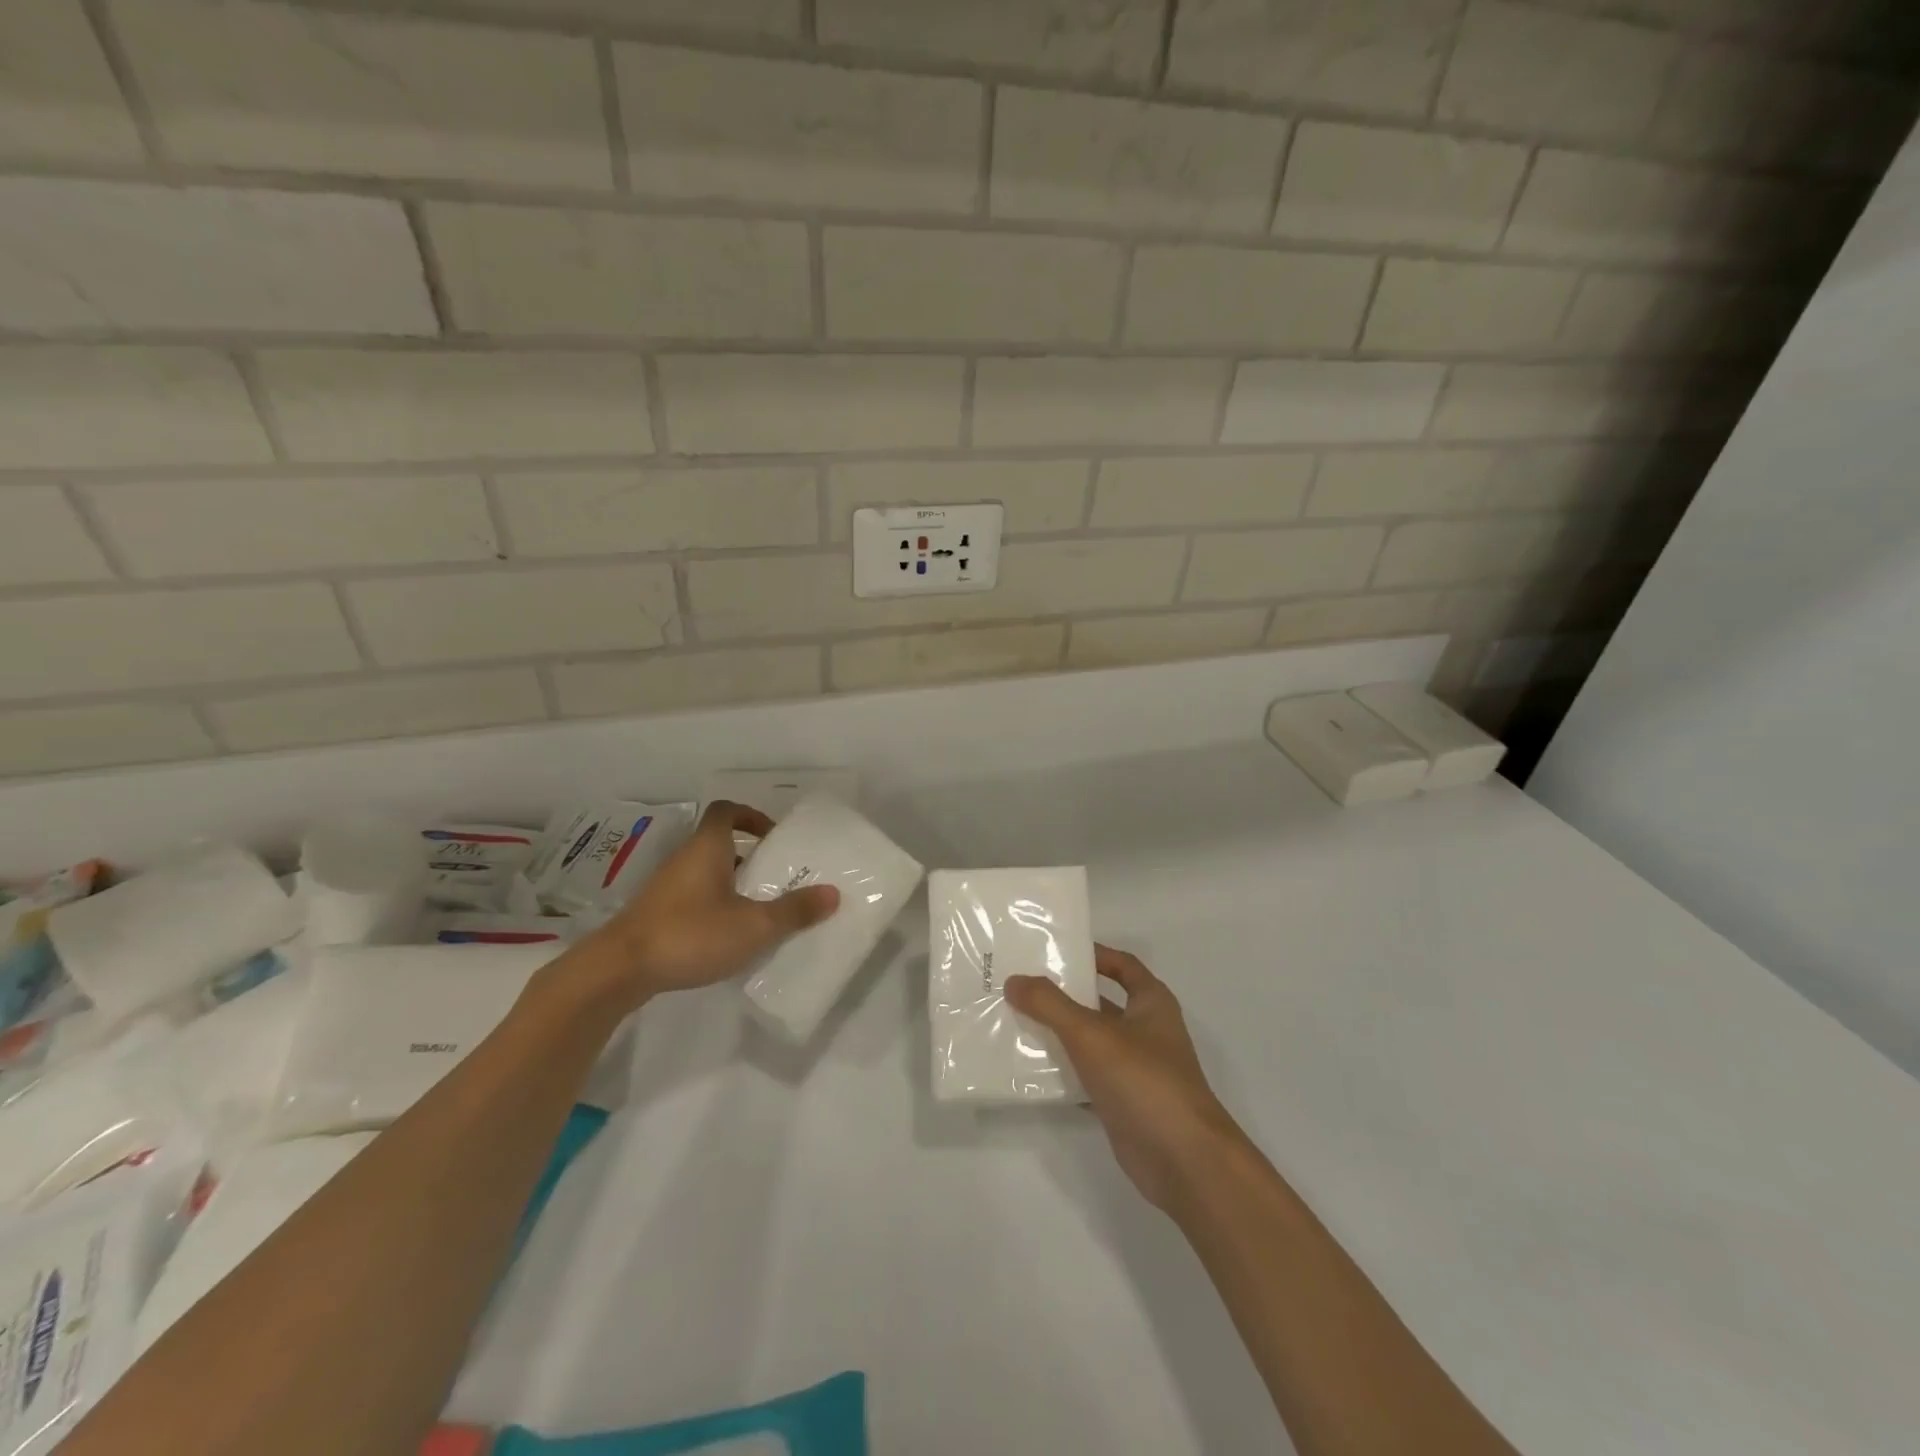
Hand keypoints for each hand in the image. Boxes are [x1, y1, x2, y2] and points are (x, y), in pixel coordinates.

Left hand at [586, 800, 838, 1007]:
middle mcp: (685, 859)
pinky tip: (728, 936)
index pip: (727, 811)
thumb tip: (834, 893)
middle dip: (750, 856)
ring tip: (760, 908)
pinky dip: (714, 906)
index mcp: (707, 848)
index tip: (774, 837)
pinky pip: (693, 898)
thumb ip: (794, 911)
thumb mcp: (753, 925)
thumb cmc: (690, 933)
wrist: (618, 970)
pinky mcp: (656, 915)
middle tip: (778, 877)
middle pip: (719, 843)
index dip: (751, 816)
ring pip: (706, 873)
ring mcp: (666, 887)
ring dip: (732, 883)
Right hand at [1006, 947, 1245, 1211]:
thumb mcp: (1092, 1034)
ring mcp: (1135, 1069)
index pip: (1122, 965)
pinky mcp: (1123, 1103)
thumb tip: (1014, 980)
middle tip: (1020, 985)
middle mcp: (1146, 1031)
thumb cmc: (1145, 1081)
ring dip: (1059, 1034)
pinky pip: (1086, 1078)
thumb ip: (1050, 1005)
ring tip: (1014, 1021)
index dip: (1094, 954)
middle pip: (1100, 1003)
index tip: (1056, 951)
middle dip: (1064, 995)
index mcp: (1151, 1003)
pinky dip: (1062, 1073)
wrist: (1183, 1161)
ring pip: (1091, 1042)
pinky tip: (1028, 1070)